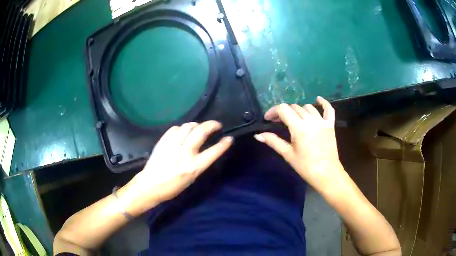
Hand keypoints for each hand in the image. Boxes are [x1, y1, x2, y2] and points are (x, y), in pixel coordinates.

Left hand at [119, 121, 232, 215]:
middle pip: (201, 132)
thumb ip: (199, 163)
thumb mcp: (191, 179)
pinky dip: (181, 128)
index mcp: (194, 167)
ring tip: (198, 127)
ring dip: (196, 125)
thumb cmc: (173, 187)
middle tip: (216, 124)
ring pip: (188, 126)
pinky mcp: (163, 141)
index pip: (214, 151)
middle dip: (212, 125)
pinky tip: (182, 131)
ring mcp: (173, 145)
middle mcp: (185, 153)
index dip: (224, 144)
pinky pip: (175, 128)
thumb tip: (205, 150)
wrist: (151, 185)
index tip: (229, 138)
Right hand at [254, 97, 342, 191]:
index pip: (283, 109)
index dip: (273, 111)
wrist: (327, 174)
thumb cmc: (306, 166)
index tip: (267, 119)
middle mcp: (311, 120)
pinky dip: (323, 103)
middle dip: (284, 112)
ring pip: (308, 107)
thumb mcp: (288, 154)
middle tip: (278, 122)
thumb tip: (258, 135)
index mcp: (299, 127)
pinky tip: (318, 99)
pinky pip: (328, 109)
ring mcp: (322, 122)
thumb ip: (273, 141)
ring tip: (294, 119)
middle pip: (294, 107)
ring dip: (298, 110)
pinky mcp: (330, 125)